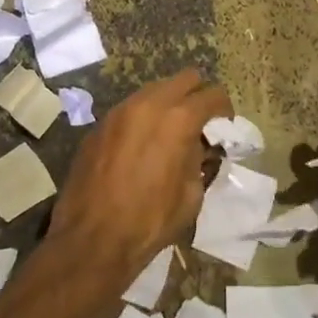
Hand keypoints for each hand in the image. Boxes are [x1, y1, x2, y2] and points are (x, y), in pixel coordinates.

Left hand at [48, 70, 228, 284]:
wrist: (92, 239)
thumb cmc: (150, 221)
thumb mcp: (191, 195)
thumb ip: (198, 160)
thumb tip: (196, 146)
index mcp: (179, 119)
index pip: (212, 95)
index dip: (224, 108)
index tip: (225, 123)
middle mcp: (150, 104)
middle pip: (184, 79)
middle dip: (197, 94)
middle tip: (200, 119)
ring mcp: (120, 110)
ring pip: (154, 89)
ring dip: (168, 102)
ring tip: (170, 129)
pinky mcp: (100, 124)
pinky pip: (130, 108)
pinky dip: (143, 117)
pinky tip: (142, 143)